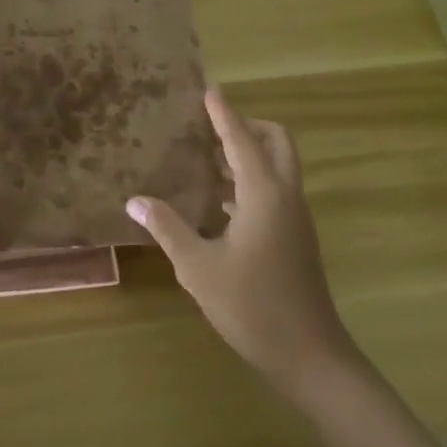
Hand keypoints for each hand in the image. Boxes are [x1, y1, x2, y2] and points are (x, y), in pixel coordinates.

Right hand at [127, 86, 360, 405]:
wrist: (311, 357)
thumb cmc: (252, 306)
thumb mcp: (198, 267)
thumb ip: (167, 228)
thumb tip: (135, 200)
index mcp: (264, 193)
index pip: (241, 138)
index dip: (223, 113)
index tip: (208, 89)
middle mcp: (285, 196)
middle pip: (275, 141)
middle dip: (246, 126)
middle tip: (210, 127)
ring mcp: (295, 217)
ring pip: (278, 166)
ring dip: (249, 153)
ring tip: (207, 158)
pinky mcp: (296, 237)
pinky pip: (275, 190)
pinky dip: (251, 180)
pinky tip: (219, 202)